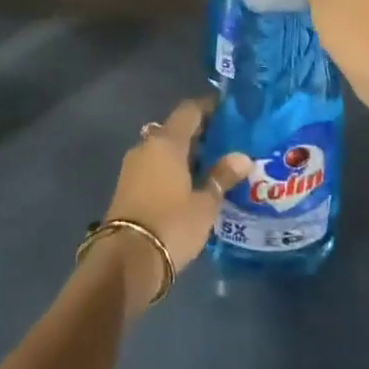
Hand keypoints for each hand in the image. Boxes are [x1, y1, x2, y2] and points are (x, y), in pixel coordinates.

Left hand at [97, 97, 250, 308]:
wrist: (126, 261)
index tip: (228, 112)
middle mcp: (146, 146)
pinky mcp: (126, 187)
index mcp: (166, 142)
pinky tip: (189, 186)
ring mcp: (132, 167)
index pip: (189, 110)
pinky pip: (154, 168)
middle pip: (175, 130)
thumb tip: (242, 157)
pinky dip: (171, 170)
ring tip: (211, 167)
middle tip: (225, 144)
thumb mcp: (204, 204)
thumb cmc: (171, 225)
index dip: (208, 107)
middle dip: (199, 134)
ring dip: (184, 154)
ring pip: (163, 150)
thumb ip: (221, 177)